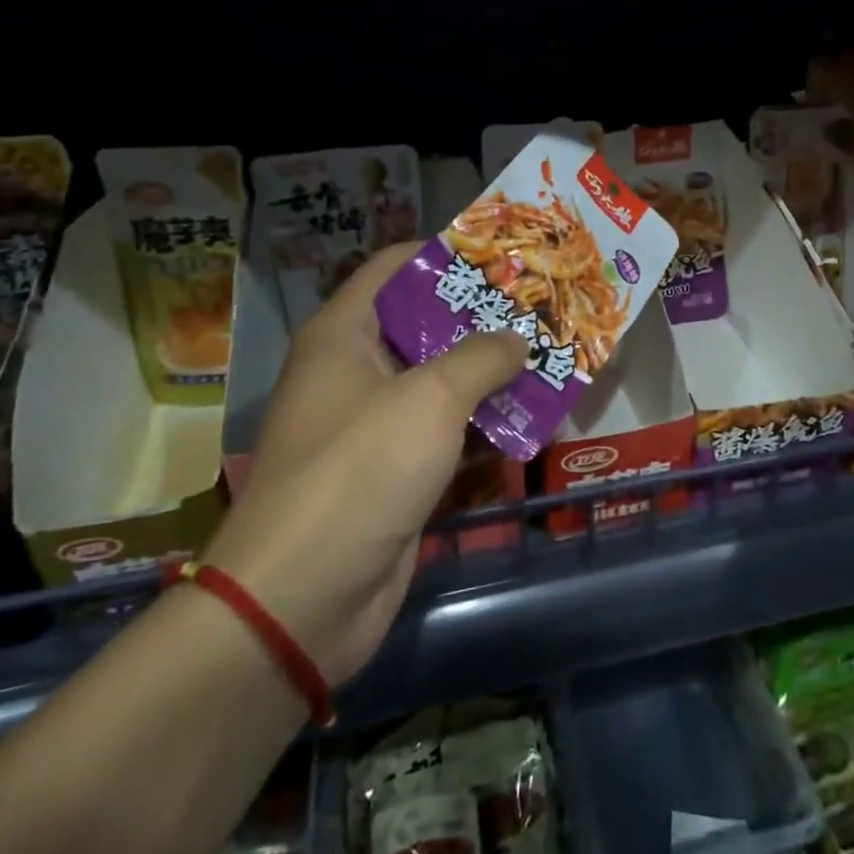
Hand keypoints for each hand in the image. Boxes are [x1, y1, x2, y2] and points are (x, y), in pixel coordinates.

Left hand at [202, 244, 526, 687]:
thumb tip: (518, 338)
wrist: (302, 599)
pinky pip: (444, 435)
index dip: (444, 254)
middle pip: (423, 326)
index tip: (502, 256)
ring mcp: (372, 426)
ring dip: (490, 377)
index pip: (392, 268)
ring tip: (551, 359)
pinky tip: (532, 422)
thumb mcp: (430, 399)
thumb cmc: (360, 470)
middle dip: (482, 319)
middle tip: (541, 309)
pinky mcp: (392, 474)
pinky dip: (483, 428)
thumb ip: (482, 357)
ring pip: (439, 384)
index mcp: (343, 335)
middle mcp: (354, 372)